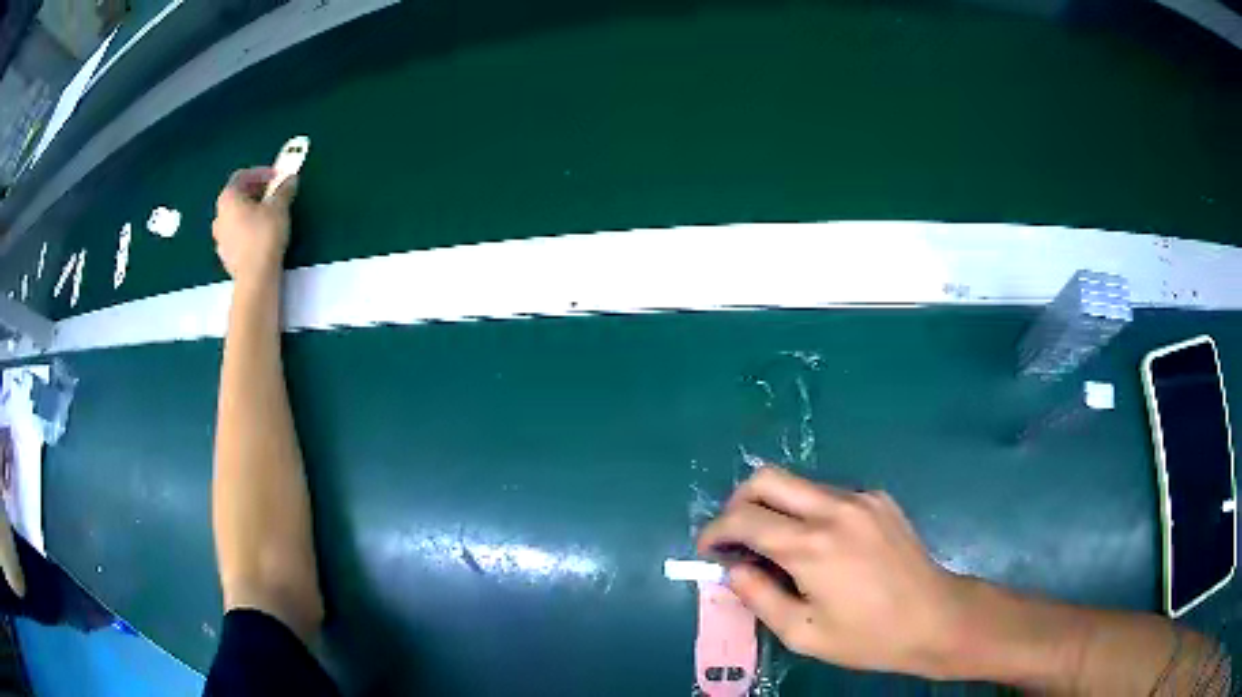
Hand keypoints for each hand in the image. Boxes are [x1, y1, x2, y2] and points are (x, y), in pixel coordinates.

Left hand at [212, 167, 296, 283]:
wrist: (255, 278)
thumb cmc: (264, 235)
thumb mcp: (279, 207)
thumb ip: (284, 190)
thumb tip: (290, 180)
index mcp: (228, 198)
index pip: (241, 176)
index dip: (260, 173)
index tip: (277, 177)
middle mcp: (219, 216)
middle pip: (236, 196)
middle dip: (255, 192)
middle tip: (274, 194)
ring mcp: (220, 238)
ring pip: (235, 217)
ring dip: (250, 212)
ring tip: (268, 216)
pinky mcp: (225, 256)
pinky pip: (236, 236)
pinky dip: (247, 230)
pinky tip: (261, 236)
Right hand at [697, 466, 970, 679]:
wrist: (934, 618)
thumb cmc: (866, 636)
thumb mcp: (802, 633)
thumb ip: (758, 597)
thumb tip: (732, 569)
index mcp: (811, 546)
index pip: (744, 518)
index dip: (715, 530)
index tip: (709, 550)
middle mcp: (834, 509)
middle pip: (767, 478)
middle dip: (738, 502)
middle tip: (736, 536)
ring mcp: (860, 498)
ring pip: (799, 484)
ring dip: (775, 507)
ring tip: (778, 546)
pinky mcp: (879, 498)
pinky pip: (829, 494)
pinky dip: (809, 512)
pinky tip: (822, 545)